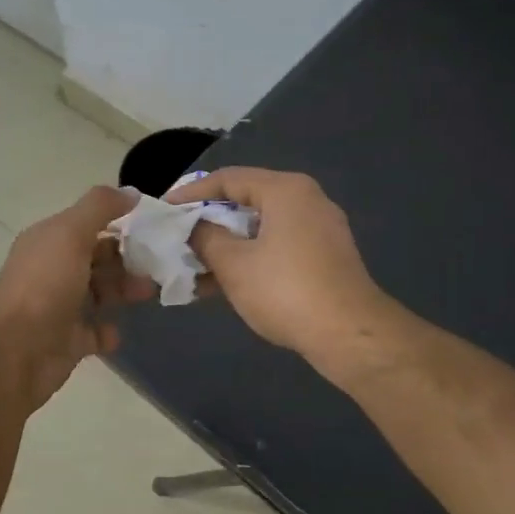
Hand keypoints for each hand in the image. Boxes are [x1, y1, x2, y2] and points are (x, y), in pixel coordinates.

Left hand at [0, 186, 153, 409]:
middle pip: (96, 259)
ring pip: (98, 294)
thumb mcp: (70, 234)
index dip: (119, 225)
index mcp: (48, 242)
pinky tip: (117, 330)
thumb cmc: (44, 286)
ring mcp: (58, 307)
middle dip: (127, 261)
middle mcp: (51, 270)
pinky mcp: (67, 342)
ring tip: (147, 294)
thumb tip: (130, 191)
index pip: (88, 226)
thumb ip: (99, 208)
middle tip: (158, 266)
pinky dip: (108, 331)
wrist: (15, 353)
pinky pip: (94, 332)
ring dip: (123, 291)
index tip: (154, 230)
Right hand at [166, 168, 396, 364]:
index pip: (227, 179)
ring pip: (260, 228)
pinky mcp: (324, 257)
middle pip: (245, 201)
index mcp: (285, 190)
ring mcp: (319, 229)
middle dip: (208, 221)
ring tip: (193, 266)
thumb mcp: (233, 263)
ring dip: (226, 245)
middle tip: (177, 235)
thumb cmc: (285, 290)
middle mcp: (306, 200)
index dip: (191, 193)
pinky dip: (249, 258)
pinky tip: (222, 283)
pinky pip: (276, 246)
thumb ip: (205, 238)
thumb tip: (194, 227)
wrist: (349, 335)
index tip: (165, 209)